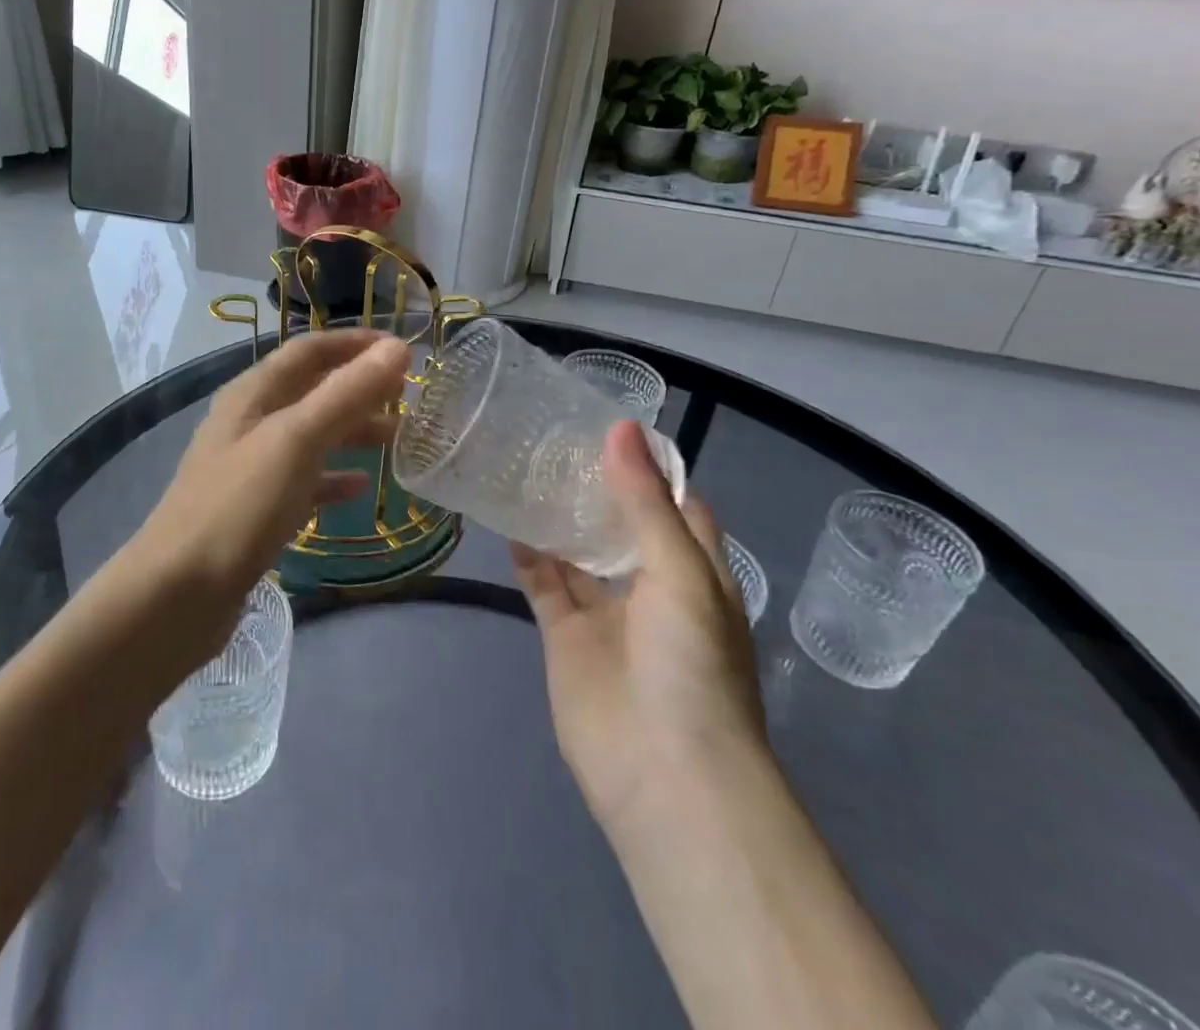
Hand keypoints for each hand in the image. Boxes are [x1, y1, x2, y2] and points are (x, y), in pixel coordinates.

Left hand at [125, 328, 409, 655]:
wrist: (178, 593)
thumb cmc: (240, 506)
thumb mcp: (297, 440)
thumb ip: (347, 393)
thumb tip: (397, 348)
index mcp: (252, 394)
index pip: (308, 350)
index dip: (354, 344)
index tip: (401, 351)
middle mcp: (248, 421)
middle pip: (311, 390)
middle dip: (358, 389)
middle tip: (407, 398)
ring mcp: (249, 467)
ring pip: (310, 435)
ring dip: (351, 431)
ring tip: (396, 439)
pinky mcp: (254, 509)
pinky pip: (302, 481)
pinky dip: (332, 478)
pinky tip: (361, 487)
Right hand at [512, 420, 765, 841]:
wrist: (665, 777)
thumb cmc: (692, 666)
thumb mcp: (681, 573)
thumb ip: (645, 502)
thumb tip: (620, 428)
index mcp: (694, 568)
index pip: (674, 502)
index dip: (646, 465)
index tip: (607, 423)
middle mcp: (651, 585)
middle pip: (619, 523)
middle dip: (593, 486)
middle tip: (551, 437)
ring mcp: (606, 612)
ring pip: (578, 551)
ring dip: (557, 517)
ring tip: (523, 467)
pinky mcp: (566, 636)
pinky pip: (543, 583)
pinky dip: (527, 554)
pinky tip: (505, 519)